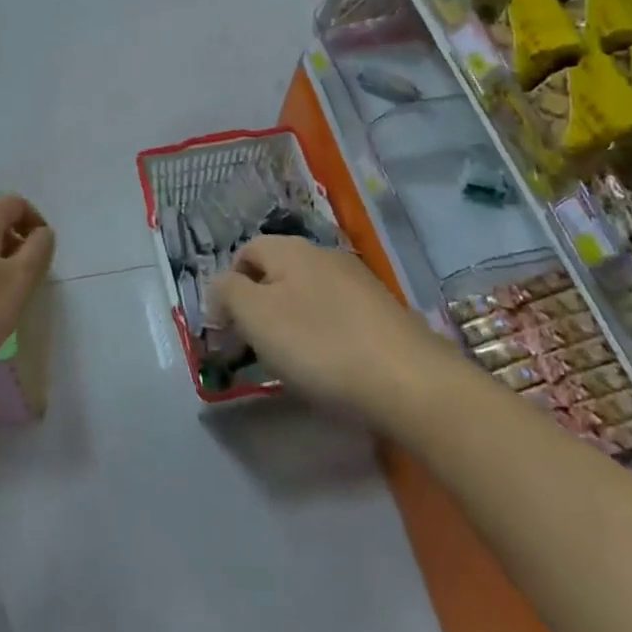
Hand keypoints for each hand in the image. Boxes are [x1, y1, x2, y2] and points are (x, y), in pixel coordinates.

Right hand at [209, 236, 440, 427]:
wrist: (410, 382)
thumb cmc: (321, 345)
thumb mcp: (256, 316)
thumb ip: (227, 293)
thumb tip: (220, 289)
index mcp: (290, 249)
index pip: (245, 253)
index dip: (228, 288)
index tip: (226, 331)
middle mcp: (323, 254)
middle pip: (276, 273)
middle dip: (259, 307)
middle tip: (255, 349)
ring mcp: (357, 281)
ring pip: (307, 294)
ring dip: (291, 321)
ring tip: (292, 363)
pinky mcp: (382, 312)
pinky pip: (337, 315)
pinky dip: (324, 335)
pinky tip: (331, 365)